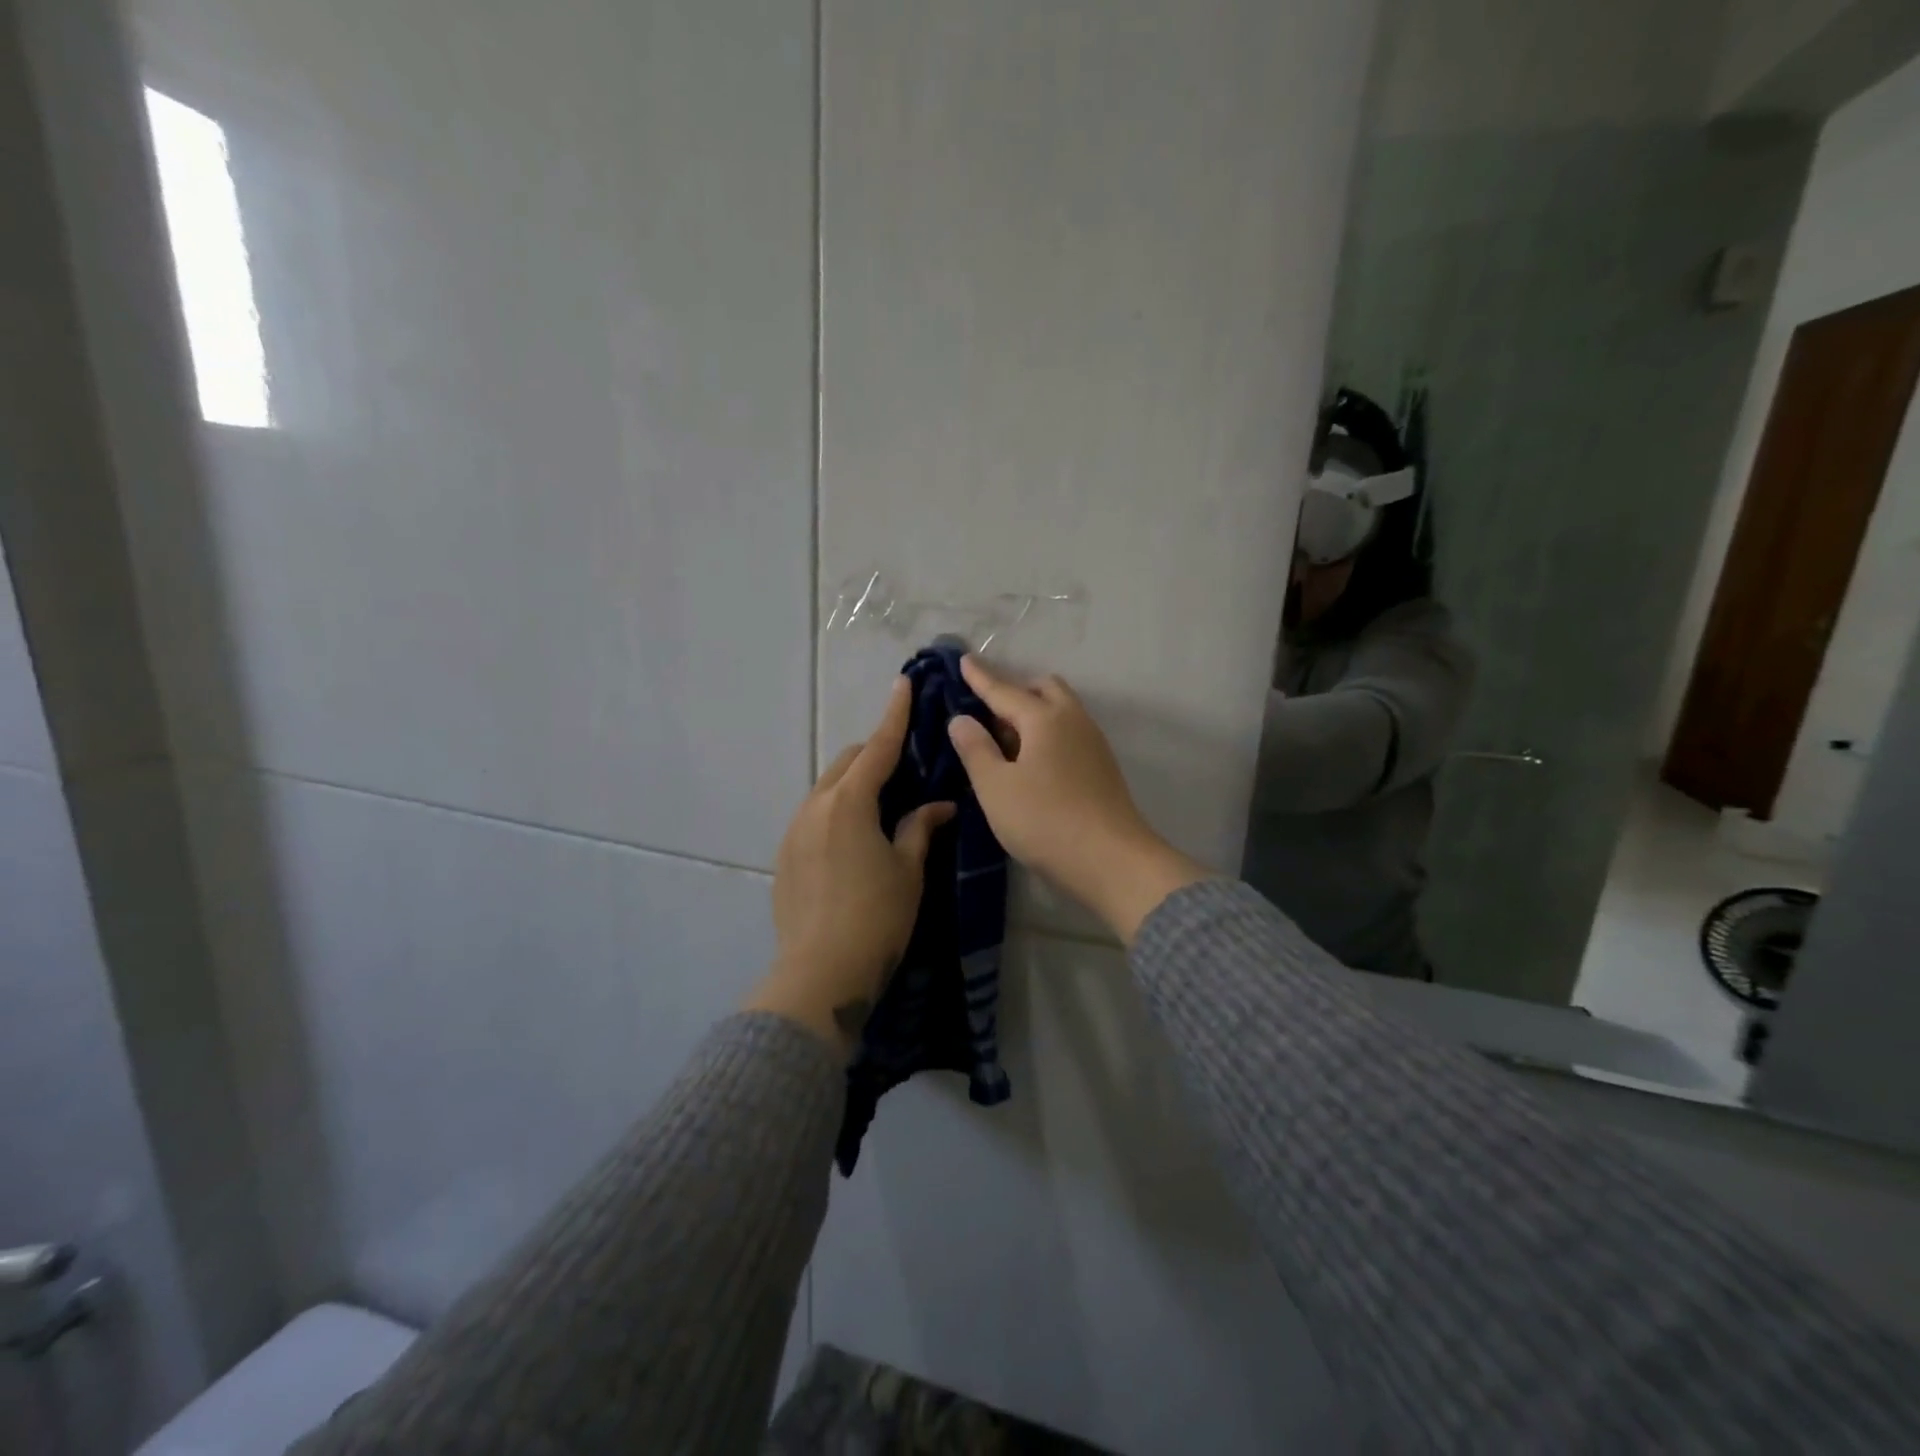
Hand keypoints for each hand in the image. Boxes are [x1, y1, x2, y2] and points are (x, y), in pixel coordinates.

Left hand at [747, 678, 954, 1056]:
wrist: (820, 973)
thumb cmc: (876, 918)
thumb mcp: (908, 871)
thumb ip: (920, 828)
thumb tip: (939, 805)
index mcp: (849, 803)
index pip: (877, 748)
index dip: (894, 715)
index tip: (903, 684)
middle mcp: (815, 806)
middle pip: (847, 762)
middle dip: (875, 752)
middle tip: (905, 762)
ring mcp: (794, 831)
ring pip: (827, 788)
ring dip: (854, 782)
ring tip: (882, 801)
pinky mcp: (785, 856)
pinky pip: (814, 815)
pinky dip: (837, 809)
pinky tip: (854, 836)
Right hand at [947, 656, 1207, 941]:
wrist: (1112, 861)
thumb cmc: (1045, 821)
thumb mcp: (996, 788)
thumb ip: (975, 749)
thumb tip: (962, 719)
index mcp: (1044, 718)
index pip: (1004, 690)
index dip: (980, 677)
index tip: (964, 660)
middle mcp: (1073, 720)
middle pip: (1043, 690)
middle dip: (1014, 691)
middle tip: (987, 712)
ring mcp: (1093, 743)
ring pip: (1060, 711)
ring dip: (1032, 713)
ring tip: (1005, 740)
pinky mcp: (1101, 767)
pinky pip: (1068, 733)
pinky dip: (1047, 733)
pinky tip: (1032, 762)